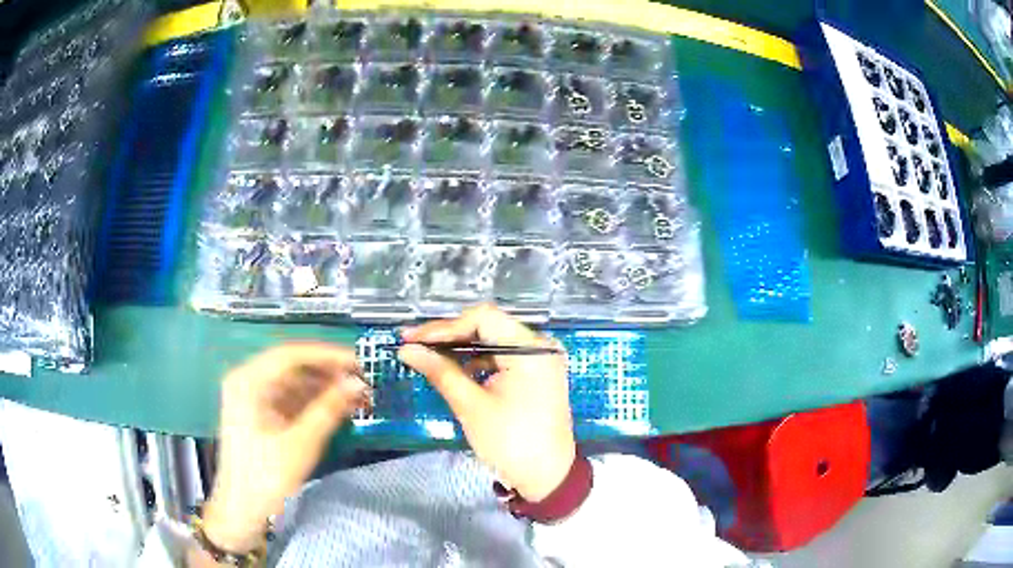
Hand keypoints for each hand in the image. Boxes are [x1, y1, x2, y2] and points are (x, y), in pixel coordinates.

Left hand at [203, 343, 369, 551]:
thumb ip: (328, 409)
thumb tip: (357, 384)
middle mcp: (247, 381)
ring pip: (292, 383)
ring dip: (323, 388)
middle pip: (291, 367)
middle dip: (327, 373)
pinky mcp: (259, 414)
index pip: (291, 355)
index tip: (359, 362)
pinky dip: (312, 403)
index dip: (327, 356)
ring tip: (355, 397)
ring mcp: (251, 398)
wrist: (242, 509)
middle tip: (362, 381)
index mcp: (248, 381)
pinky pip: (288, 399)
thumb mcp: (300, 443)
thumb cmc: (267, 476)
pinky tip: (336, 409)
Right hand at [398, 304, 573, 501]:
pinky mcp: (537, 373)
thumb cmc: (510, 443)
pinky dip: (478, 361)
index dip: (443, 326)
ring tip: (428, 356)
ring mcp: (541, 359)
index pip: (482, 318)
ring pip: (493, 340)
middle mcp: (540, 346)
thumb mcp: (471, 406)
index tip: (411, 338)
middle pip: (488, 326)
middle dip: (449, 336)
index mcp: (531, 349)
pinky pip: (502, 357)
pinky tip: (455, 368)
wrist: (547, 477)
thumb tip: (407, 349)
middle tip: (413, 345)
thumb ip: (439, 371)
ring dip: (461, 348)